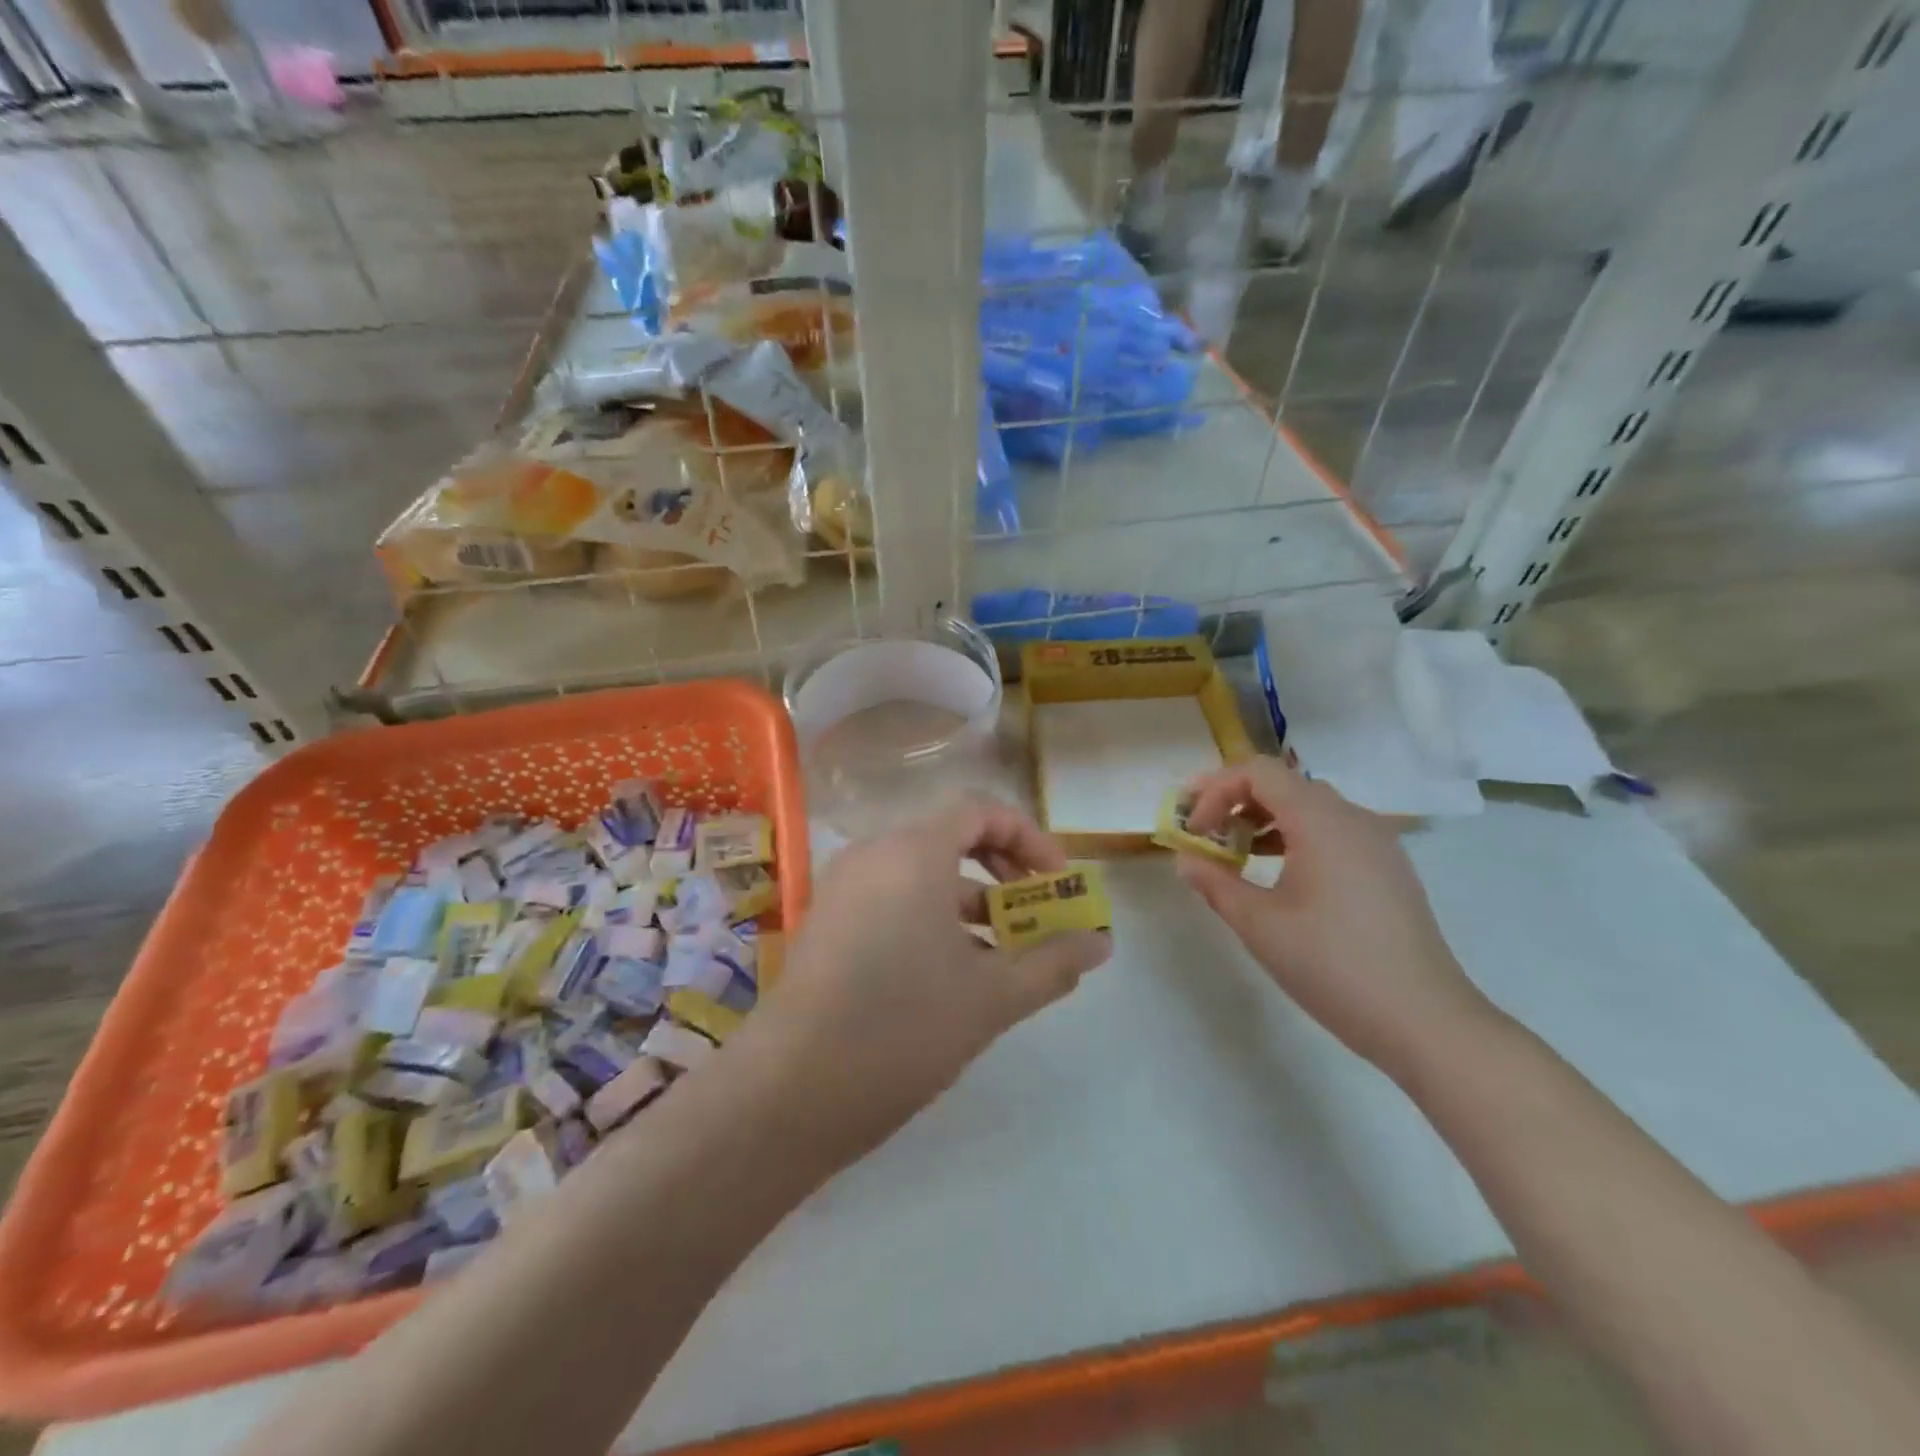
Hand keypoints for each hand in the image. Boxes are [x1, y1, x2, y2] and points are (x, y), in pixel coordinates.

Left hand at [734, 798, 1112, 1160]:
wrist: (790, 1091)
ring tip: (1005, 956)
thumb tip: (1101, 944)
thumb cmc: (902, 1027)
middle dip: (1004, 874)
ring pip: (923, 877)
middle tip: (1036, 916)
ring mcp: (844, 889)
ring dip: (971, 905)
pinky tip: (954, 976)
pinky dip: (932, 921)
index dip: (1028, 837)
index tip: (1057, 883)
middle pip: (951, 839)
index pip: (980, 810)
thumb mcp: (991, 997)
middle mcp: (873, 855)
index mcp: (913, 853)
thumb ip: (1052, 962)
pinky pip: (893, 901)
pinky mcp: (828, 923)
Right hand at [1177, 758, 1493, 1074]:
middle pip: (1284, 784)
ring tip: (1237, 856)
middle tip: (1205, 835)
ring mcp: (1377, 842)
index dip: (1215, 790)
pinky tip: (1280, 877)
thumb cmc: (1332, 965)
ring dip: (1265, 820)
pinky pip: (1333, 831)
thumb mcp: (1258, 924)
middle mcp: (1352, 818)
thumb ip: (1215, 882)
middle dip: (1236, 802)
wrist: (1424, 1020)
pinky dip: (1295, 838)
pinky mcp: (1388, 868)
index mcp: (1320, 820)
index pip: (1257, 772)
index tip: (1193, 829)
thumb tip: (1186, 858)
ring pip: (1310, 807)